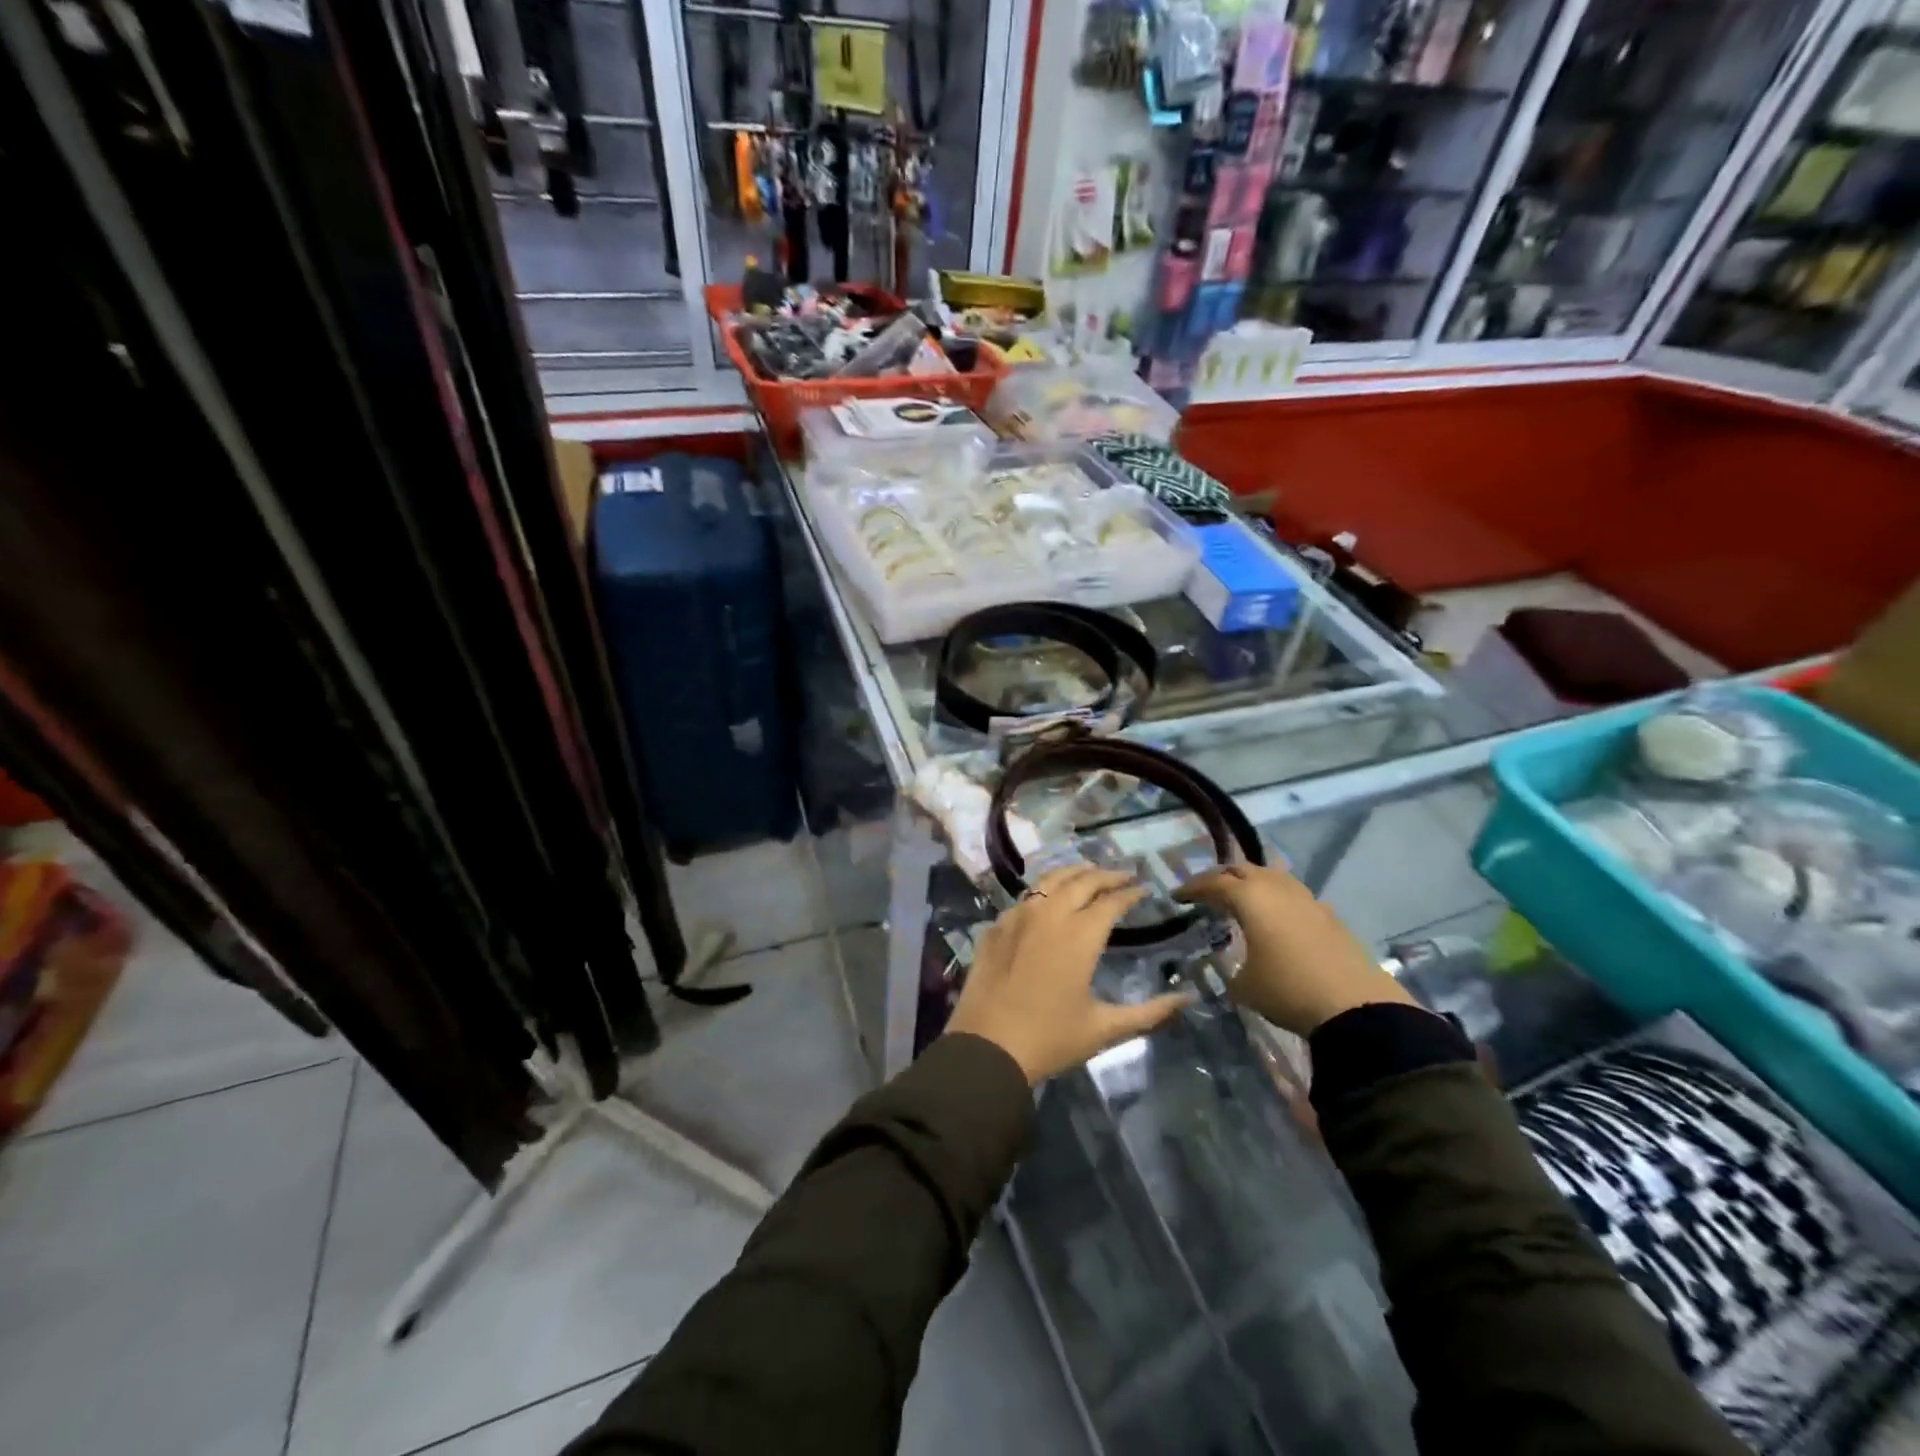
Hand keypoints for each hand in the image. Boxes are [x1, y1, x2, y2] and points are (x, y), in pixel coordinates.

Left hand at [944, 865, 1194, 1085]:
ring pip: (1049, 881)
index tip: (1144, 889)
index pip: (1111, 901)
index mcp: (1079, 935)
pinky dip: (1043, 892)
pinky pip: (1024, 898)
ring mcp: (1018, 917)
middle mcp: (1049, 915)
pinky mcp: (996, 927)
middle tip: (1123, 875)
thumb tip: (1186, 999)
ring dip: (1073, 873)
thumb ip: (1149, 1012)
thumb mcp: (1104, 1029)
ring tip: (1088, 873)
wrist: (986, 1047)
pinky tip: (1047, 900)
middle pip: (1081, 880)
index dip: (1130, 893)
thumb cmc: (1050, 1038)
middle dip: (1105, 875)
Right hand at [1175, 862, 1415, 1035]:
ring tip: (1240, 898)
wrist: (1355, 1007)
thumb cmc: (1287, 990)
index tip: (1177, 896)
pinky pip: (1293, 895)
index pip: (1213, 883)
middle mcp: (1277, 888)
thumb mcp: (1243, 985)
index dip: (1192, 888)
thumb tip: (1229, 964)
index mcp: (1250, 897)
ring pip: (1272, 877)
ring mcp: (1307, 899)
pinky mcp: (1329, 915)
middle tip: (1206, 891)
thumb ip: (1229, 966)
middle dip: (1221, 877)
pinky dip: (1277, 899)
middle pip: (1243, 869)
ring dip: (1252, 883)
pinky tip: (1275, 917)